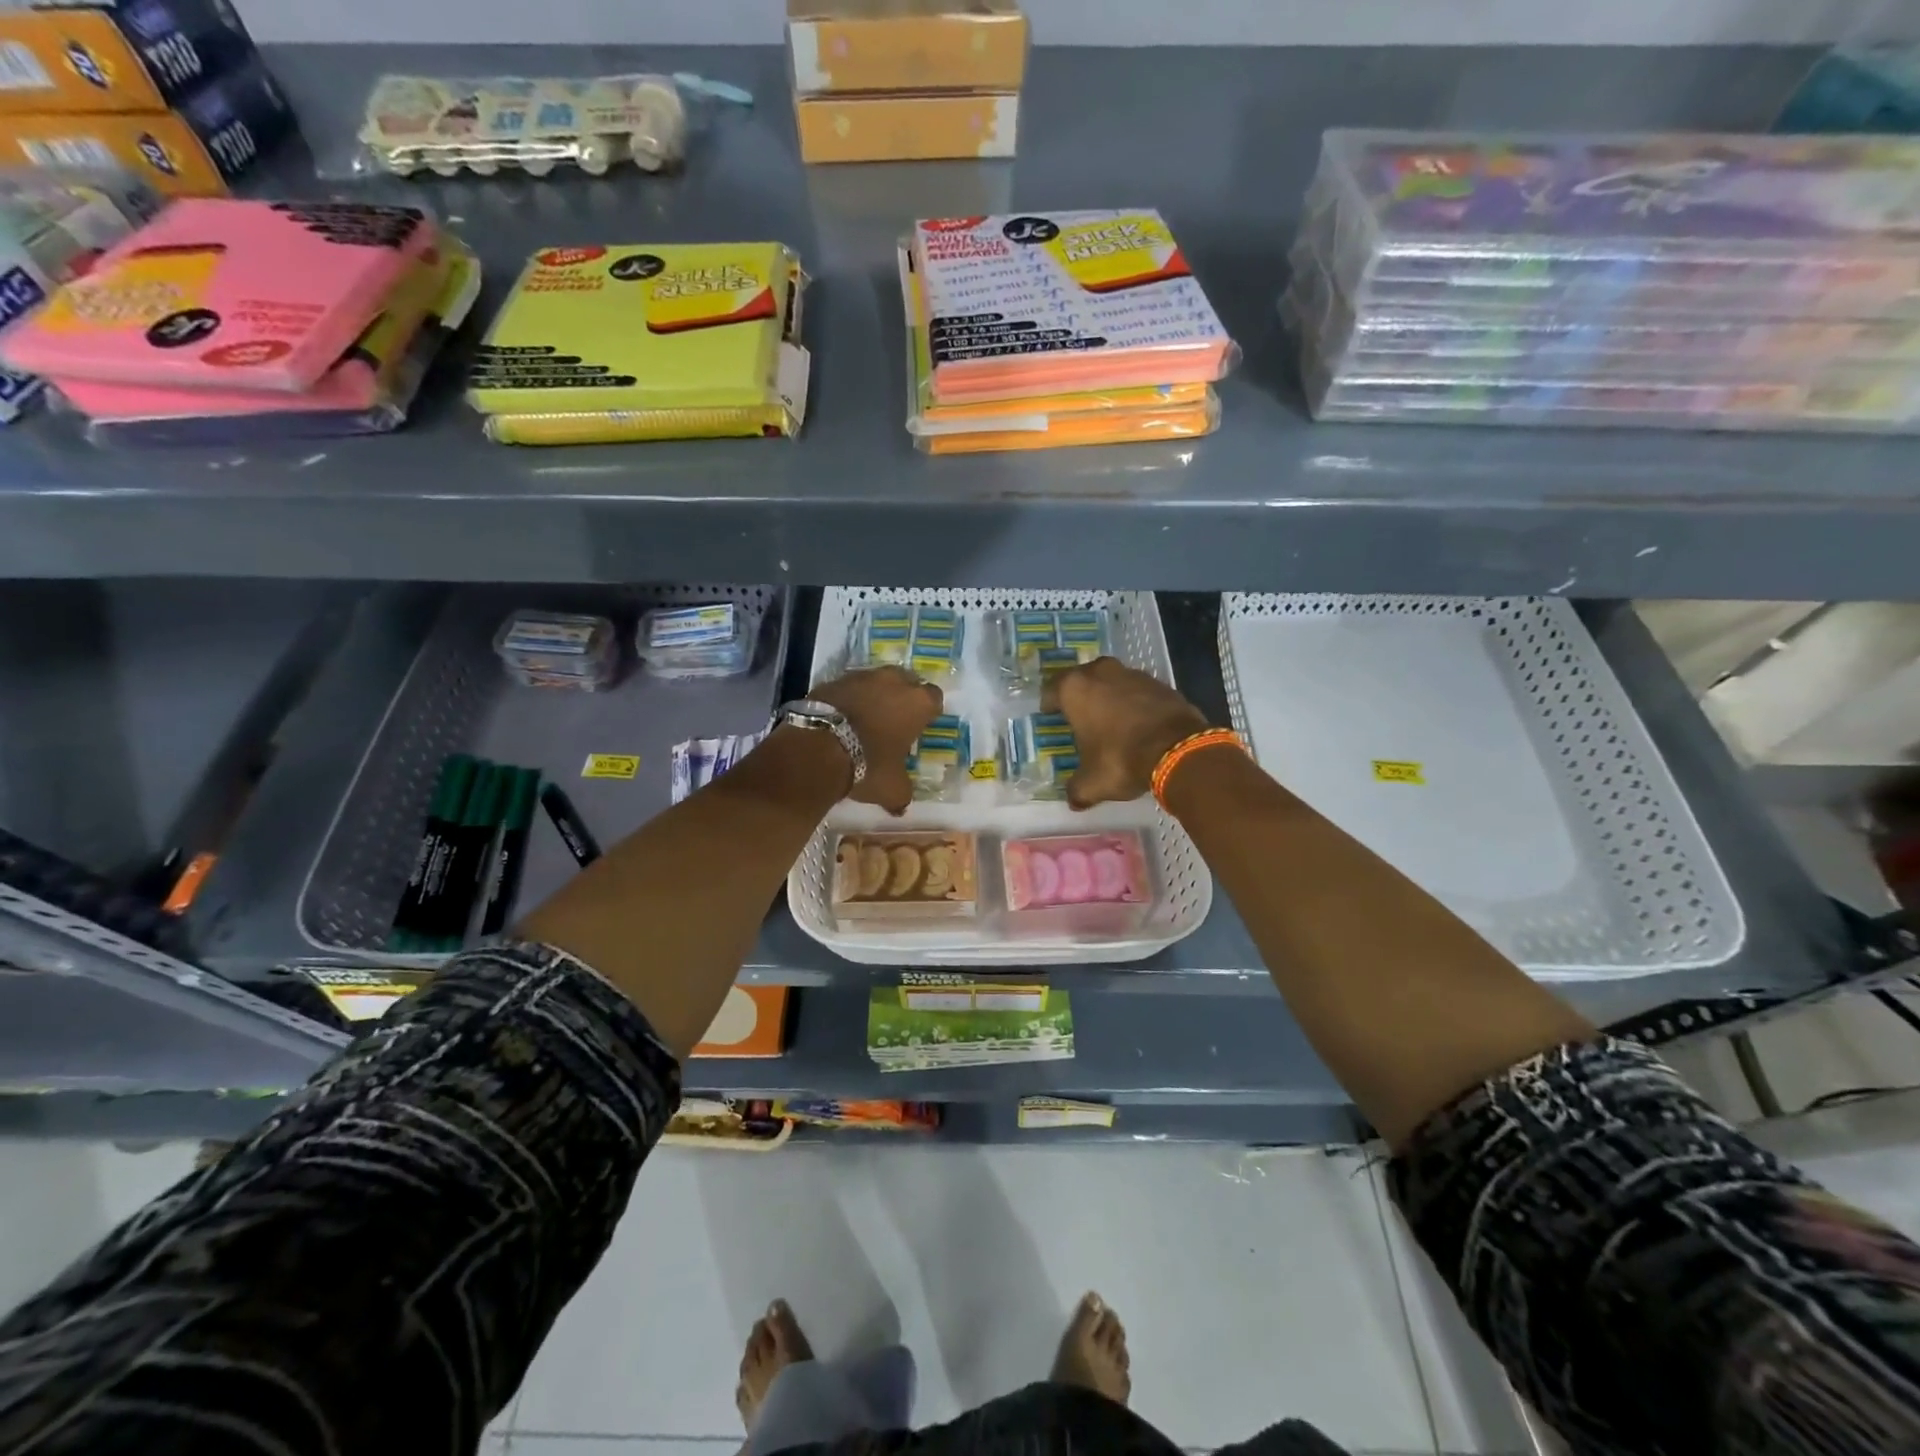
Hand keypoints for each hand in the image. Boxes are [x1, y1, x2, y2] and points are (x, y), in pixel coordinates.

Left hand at [811, 666, 943, 813]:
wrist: (816, 748)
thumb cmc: (868, 765)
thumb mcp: (892, 788)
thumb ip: (902, 794)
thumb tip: (900, 806)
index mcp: (918, 703)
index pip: (934, 698)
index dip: (929, 712)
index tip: (922, 725)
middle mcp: (893, 681)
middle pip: (906, 681)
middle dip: (903, 696)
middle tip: (896, 719)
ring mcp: (861, 676)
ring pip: (876, 680)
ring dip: (875, 695)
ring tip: (867, 718)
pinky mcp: (833, 680)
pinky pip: (849, 687)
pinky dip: (849, 698)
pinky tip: (842, 717)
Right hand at [1043, 657, 1210, 807]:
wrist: (1178, 750)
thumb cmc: (1120, 759)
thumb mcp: (1092, 783)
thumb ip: (1078, 790)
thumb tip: (1074, 801)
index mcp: (1075, 689)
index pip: (1052, 690)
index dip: (1049, 704)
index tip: (1050, 715)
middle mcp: (1101, 673)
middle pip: (1083, 678)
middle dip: (1081, 695)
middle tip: (1080, 715)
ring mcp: (1133, 674)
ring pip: (1113, 681)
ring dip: (1109, 696)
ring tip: (1110, 720)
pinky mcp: (1161, 683)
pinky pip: (1139, 691)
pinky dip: (1135, 703)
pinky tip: (1138, 724)